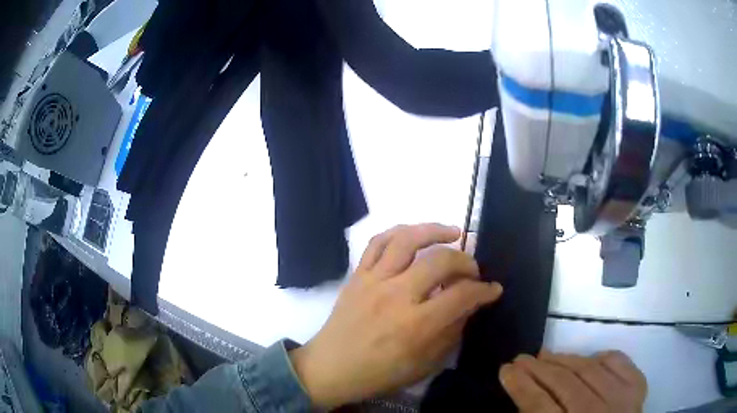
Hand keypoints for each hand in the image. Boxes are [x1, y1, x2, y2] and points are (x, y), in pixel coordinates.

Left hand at [289, 223, 502, 408]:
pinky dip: (399, 231)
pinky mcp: (357, 275)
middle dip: (466, 261)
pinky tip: (415, 235)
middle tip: (472, 270)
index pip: (461, 295)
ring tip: (453, 233)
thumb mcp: (425, 364)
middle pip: (440, 261)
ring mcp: (373, 280)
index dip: (485, 290)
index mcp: (416, 325)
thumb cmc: (379, 373)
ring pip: (407, 239)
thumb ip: (451, 332)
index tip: (493, 289)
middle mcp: (396, 295)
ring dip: (435, 230)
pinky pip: (377, 242)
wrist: (331, 367)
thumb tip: (470, 305)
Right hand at [500, 351, 646, 412]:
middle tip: (521, 358)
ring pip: (590, 370)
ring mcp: (622, 398)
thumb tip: (524, 397)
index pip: (540, 406)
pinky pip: (618, 362)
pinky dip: (601, 356)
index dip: (521, 387)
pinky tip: (588, 358)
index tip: (506, 370)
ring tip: (545, 354)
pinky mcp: (637, 387)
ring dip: (565, 359)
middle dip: (538, 369)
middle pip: (565, 384)